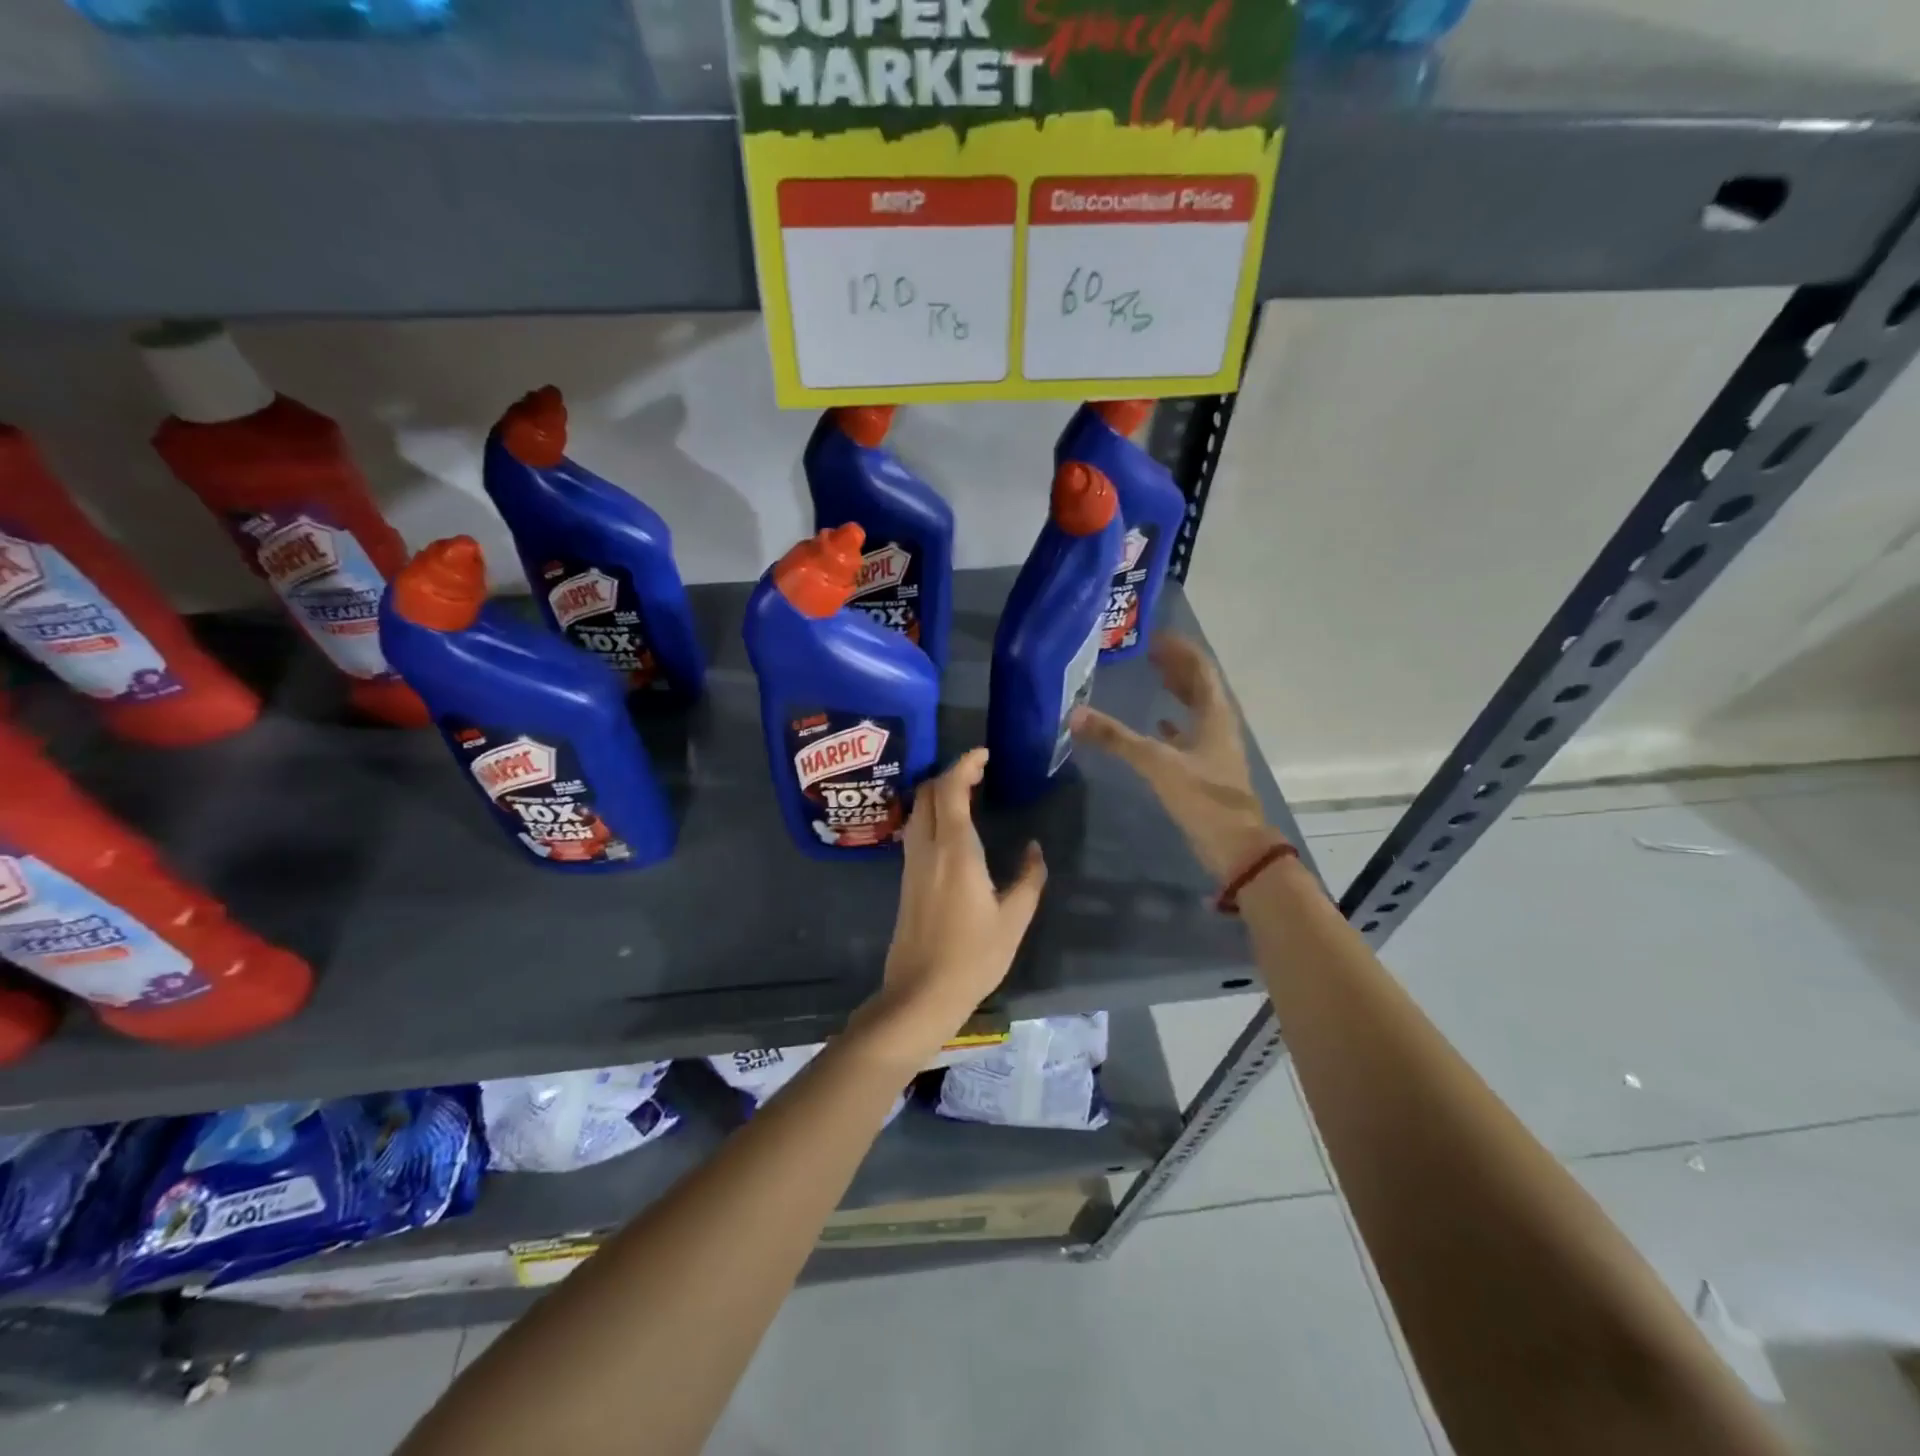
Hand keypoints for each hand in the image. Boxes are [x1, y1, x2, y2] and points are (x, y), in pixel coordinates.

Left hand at [849, 748, 1046, 1065]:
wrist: (920, 993)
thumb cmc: (973, 957)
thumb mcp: (1014, 920)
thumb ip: (1028, 879)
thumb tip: (1035, 849)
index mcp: (956, 851)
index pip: (951, 790)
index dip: (965, 765)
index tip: (983, 754)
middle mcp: (928, 848)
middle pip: (927, 793)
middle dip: (950, 773)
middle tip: (979, 771)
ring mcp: (911, 863)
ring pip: (917, 810)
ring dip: (938, 793)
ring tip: (967, 793)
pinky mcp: (906, 879)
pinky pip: (915, 830)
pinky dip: (932, 813)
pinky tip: (951, 828)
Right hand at [1071, 633, 1278, 881]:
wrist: (1235, 846)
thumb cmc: (1203, 798)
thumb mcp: (1157, 764)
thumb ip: (1116, 738)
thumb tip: (1075, 714)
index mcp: (1214, 715)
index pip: (1200, 669)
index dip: (1180, 650)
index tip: (1155, 635)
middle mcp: (1218, 725)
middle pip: (1200, 685)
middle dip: (1176, 666)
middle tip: (1148, 652)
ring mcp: (1215, 748)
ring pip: (1197, 708)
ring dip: (1178, 690)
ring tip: (1153, 676)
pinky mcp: (1208, 769)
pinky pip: (1191, 734)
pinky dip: (1175, 723)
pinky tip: (1160, 724)